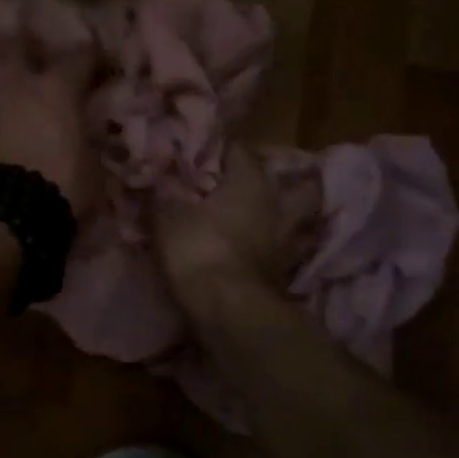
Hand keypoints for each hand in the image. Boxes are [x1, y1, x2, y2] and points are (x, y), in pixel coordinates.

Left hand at [0, 0, 99, 220]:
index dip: (93, 56)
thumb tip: (88, 141)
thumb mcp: (93, 168)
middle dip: (26, 41)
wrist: (8, 213)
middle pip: (19, 47)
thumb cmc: (63, 186)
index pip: (81, 57)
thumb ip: (89, 145)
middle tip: (30, 38)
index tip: (100, 60)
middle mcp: (21, 86)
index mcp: (59, 90)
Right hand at [154, 144, 306, 298]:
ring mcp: (287, 242)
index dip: (222, 148)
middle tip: (260, 184)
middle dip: (287, 182)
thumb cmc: (198, 248)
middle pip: (300, 185)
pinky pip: (287, 252)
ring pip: (301, 221)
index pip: (240, 150)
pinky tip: (260, 252)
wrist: (227, 309)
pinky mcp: (286, 275)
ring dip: (287, 219)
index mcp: (251, 181)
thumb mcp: (167, 217)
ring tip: (267, 220)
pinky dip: (276, 250)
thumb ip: (163, 195)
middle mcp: (278, 205)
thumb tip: (157, 179)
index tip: (206, 152)